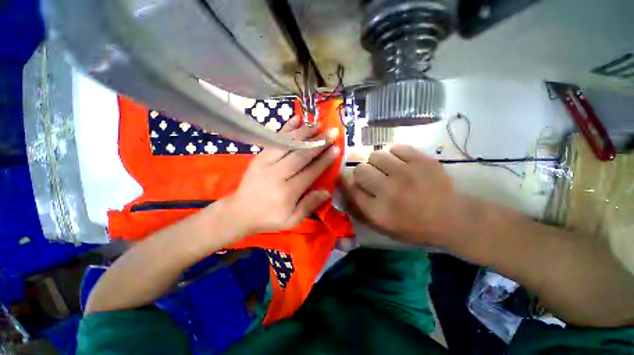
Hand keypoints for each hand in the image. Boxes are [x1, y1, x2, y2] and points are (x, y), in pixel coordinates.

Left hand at [225, 116, 339, 234]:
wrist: (240, 211)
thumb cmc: (268, 217)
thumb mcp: (291, 220)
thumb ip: (308, 205)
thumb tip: (327, 192)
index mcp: (287, 192)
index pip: (310, 172)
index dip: (324, 160)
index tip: (336, 148)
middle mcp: (277, 174)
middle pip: (300, 155)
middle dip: (318, 142)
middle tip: (331, 132)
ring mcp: (266, 163)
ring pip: (288, 144)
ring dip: (304, 133)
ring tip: (318, 125)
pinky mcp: (259, 156)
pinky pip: (274, 140)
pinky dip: (286, 129)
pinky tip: (296, 119)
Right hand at [342, 144, 458, 245]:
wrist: (453, 218)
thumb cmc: (414, 226)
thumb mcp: (383, 226)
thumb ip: (360, 209)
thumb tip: (346, 188)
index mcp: (378, 211)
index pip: (351, 188)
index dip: (347, 182)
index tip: (350, 180)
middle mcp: (388, 191)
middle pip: (360, 169)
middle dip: (363, 172)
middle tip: (373, 176)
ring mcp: (406, 173)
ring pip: (376, 155)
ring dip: (378, 162)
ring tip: (388, 168)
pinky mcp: (421, 161)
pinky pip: (396, 148)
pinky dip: (396, 154)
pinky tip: (402, 162)